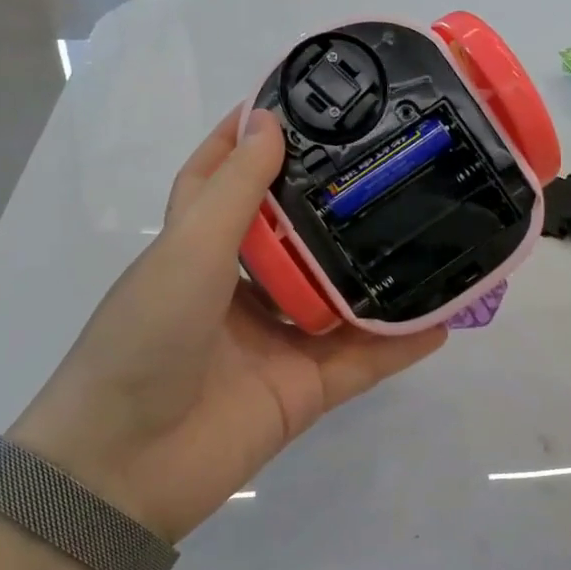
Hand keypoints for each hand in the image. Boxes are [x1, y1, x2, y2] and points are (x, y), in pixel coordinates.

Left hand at [7, 109, 446, 542]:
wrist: (125, 467)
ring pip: (338, 297)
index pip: (221, 180)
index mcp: (196, 250)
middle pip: (295, 236)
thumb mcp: (187, 250)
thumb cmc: (146, 338)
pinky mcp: (302, 389)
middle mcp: (237, 290)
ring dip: (379, 272)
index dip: (247, 140)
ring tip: (433, 229)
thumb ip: (235, 191)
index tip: (293, 103)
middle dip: (335, 202)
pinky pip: (362, 360)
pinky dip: (400, 343)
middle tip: (391, 159)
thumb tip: (268, 123)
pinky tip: (445, 317)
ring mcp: (273, 341)